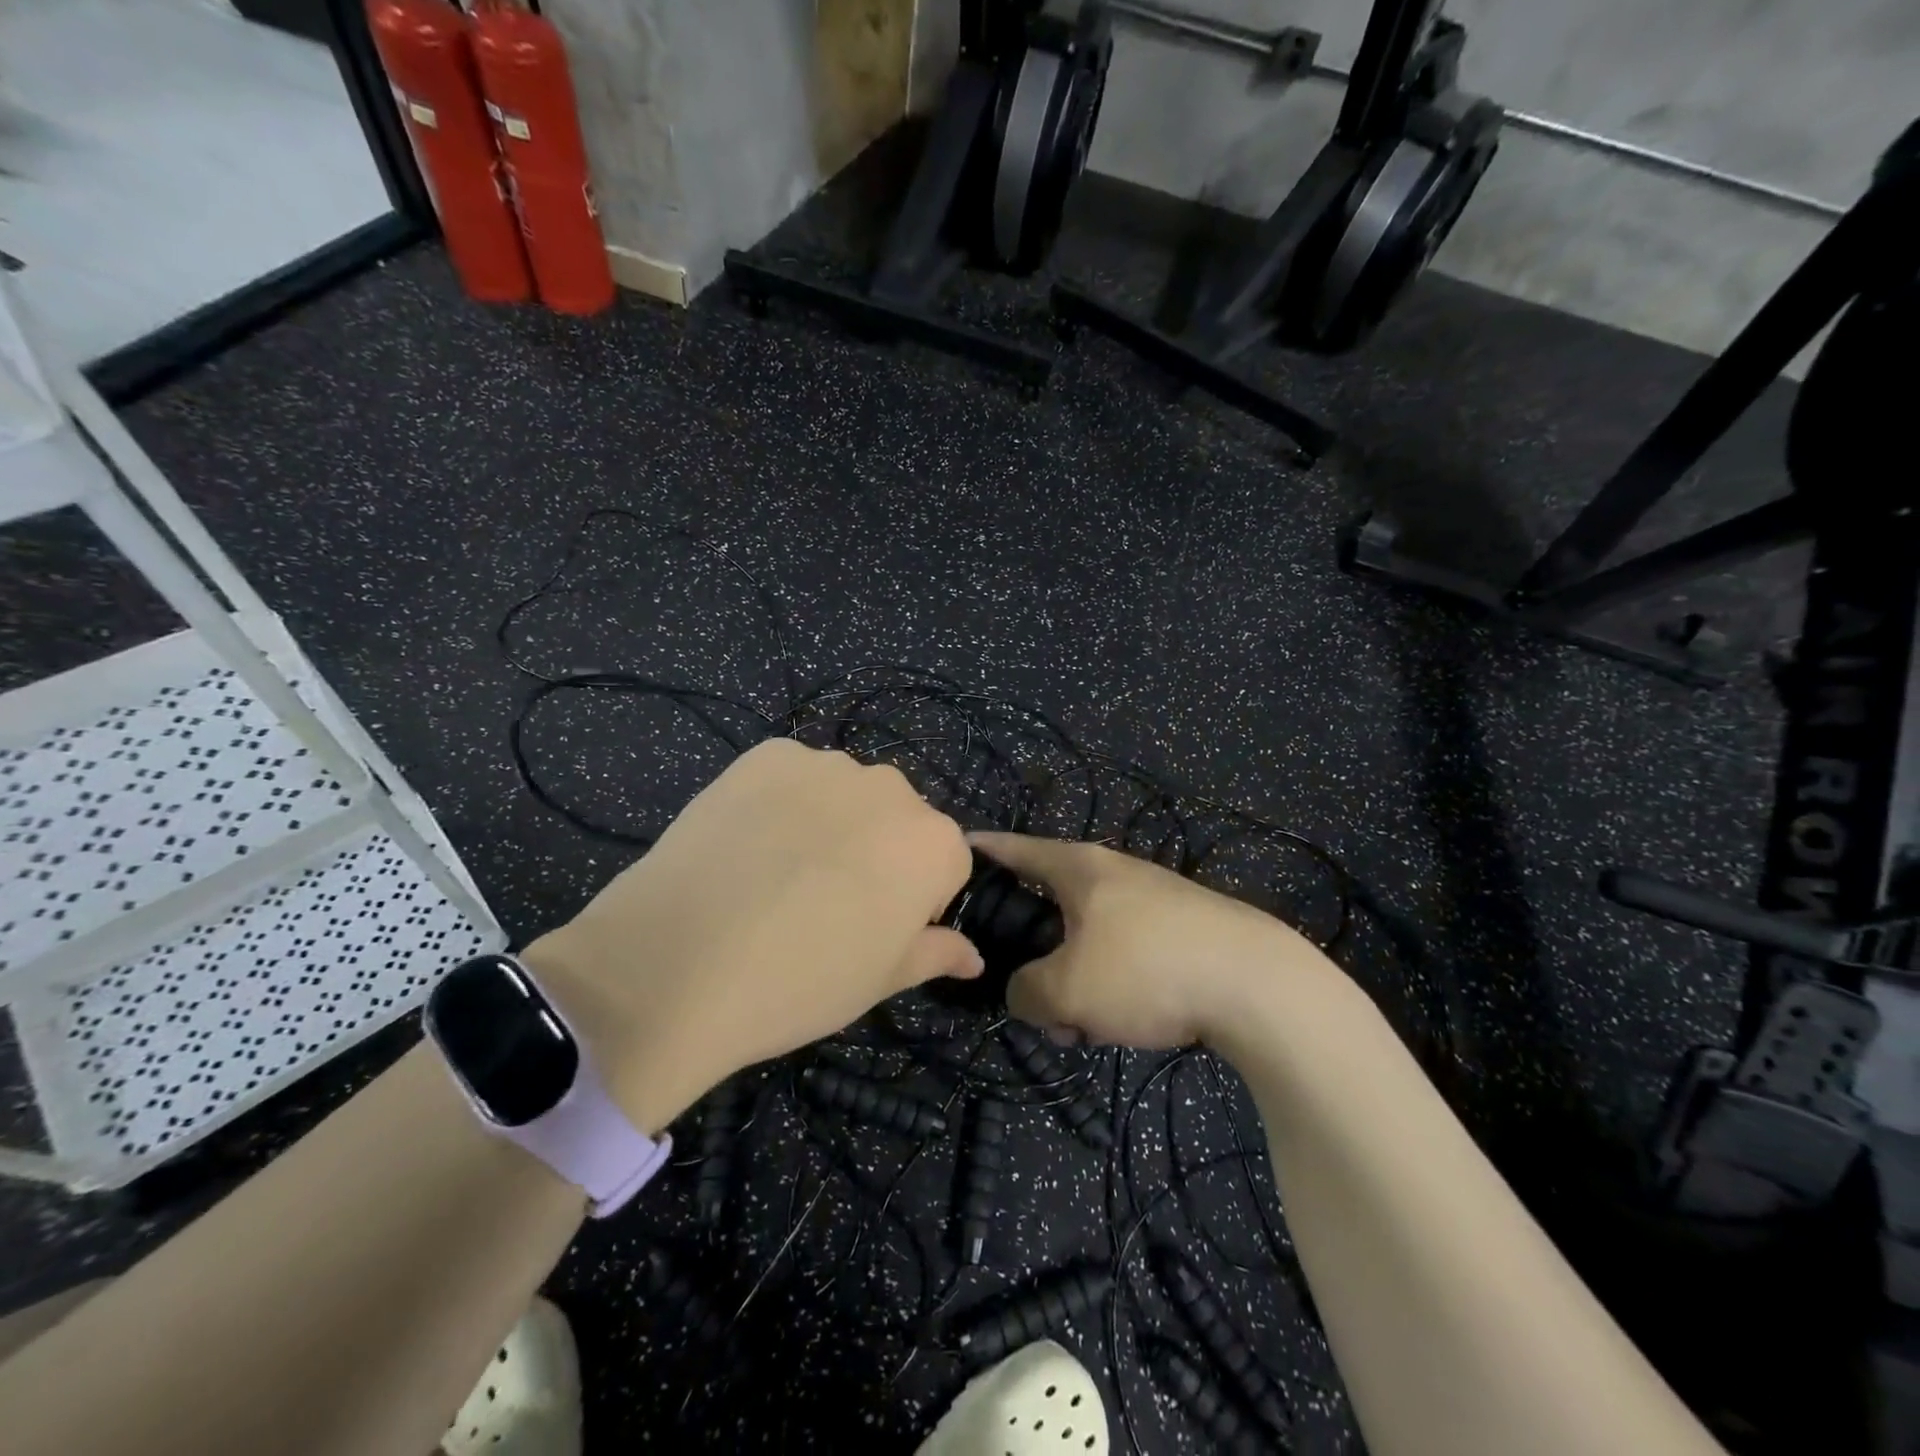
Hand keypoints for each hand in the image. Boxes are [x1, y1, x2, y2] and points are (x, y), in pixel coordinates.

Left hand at [525, 741, 978, 1131]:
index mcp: (933, 843)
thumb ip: (935, 954)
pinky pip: (792, 776)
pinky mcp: (767, 754)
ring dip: (830, 823)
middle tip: (826, 903)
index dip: (917, 901)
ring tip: (778, 874)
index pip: (946, 864)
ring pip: (845, 794)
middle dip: (877, 853)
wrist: (679, 962)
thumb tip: (973, 956)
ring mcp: (826, 764)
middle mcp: (892, 788)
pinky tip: (747, 844)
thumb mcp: (880, 980)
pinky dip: (781, 802)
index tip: (876, 930)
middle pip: (898, 820)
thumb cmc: (801, 981)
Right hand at [970, 832, 1328, 1047]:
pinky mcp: (1184, 929)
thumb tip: (1026, 993)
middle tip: (1030, 997)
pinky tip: (1127, 1022)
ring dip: (1076, 981)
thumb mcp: (1066, 990)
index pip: (1016, 849)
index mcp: (1079, 868)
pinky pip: (1126, 954)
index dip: (983, 851)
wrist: (1259, 985)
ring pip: (1090, 939)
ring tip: (1084, 1028)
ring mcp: (1154, 899)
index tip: (956, 850)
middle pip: (1052, 905)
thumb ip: (1025, 992)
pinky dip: (1113, 984)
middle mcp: (1115, 872)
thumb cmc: (1146, 969)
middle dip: (1035, 954)